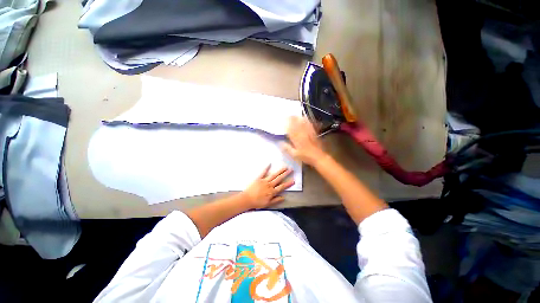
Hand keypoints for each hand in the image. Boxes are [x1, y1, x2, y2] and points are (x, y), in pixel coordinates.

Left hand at [243, 165, 294, 208]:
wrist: (247, 199)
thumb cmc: (257, 203)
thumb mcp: (268, 204)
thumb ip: (276, 200)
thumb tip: (283, 197)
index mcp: (272, 192)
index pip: (282, 187)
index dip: (288, 184)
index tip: (293, 180)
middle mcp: (269, 185)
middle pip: (279, 179)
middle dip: (285, 174)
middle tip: (291, 169)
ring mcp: (264, 181)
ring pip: (273, 175)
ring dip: (279, 171)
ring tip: (284, 167)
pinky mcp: (258, 178)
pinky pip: (263, 172)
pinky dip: (266, 168)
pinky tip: (269, 163)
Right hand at [282, 117, 327, 165]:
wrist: (318, 157)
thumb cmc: (305, 156)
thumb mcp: (294, 154)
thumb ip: (287, 148)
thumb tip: (279, 142)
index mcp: (297, 139)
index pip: (290, 129)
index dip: (287, 124)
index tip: (284, 120)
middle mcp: (302, 134)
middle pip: (297, 124)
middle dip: (292, 119)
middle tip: (288, 115)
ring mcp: (309, 132)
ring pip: (303, 123)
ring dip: (299, 118)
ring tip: (295, 115)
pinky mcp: (314, 133)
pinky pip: (310, 125)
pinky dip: (306, 121)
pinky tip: (305, 118)